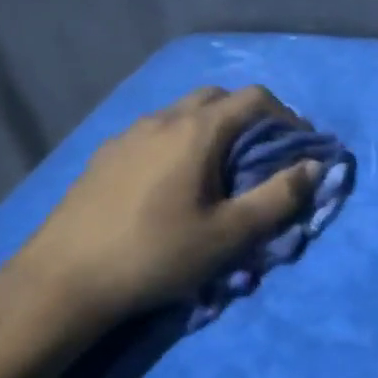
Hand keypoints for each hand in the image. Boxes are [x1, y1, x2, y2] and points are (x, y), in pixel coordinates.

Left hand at [10, 85, 322, 329]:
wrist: (63, 280)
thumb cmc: (156, 254)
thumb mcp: (230, 234)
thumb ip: (278, 197)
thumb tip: (314, 166)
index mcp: (196, 131)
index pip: (254, 98)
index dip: (287, 116)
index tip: (299, 146)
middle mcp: (162, 119)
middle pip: (217, 97)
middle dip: (249, 117)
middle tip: (262, 154)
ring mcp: (128, 134)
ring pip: (182, 113)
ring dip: (212, 128)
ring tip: (219, 170)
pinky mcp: (105, 155)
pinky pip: (155, 132)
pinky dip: (180, 141)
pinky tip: (173, 182)